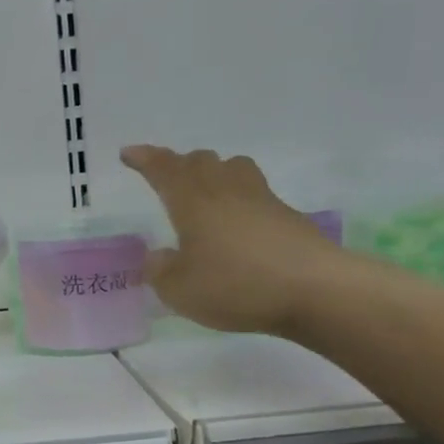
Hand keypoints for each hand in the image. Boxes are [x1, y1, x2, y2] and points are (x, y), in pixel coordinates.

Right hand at [122, 145, 348, 334]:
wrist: (314, 289)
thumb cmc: (236, 286)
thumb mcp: (181, 290)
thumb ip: (161, 272)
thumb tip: (157, 257)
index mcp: (193, 201)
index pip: (163, 169)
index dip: (144, 159)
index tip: (128, 153)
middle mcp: (225, 190)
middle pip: (200, 161)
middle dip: (178, 164)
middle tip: (166, 176)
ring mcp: (261, 199)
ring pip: (232, 168)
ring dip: (214, 172)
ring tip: (206, 189)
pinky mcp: (286, 216)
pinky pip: (254, 193)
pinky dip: (238, 199)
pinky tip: (237, 223)